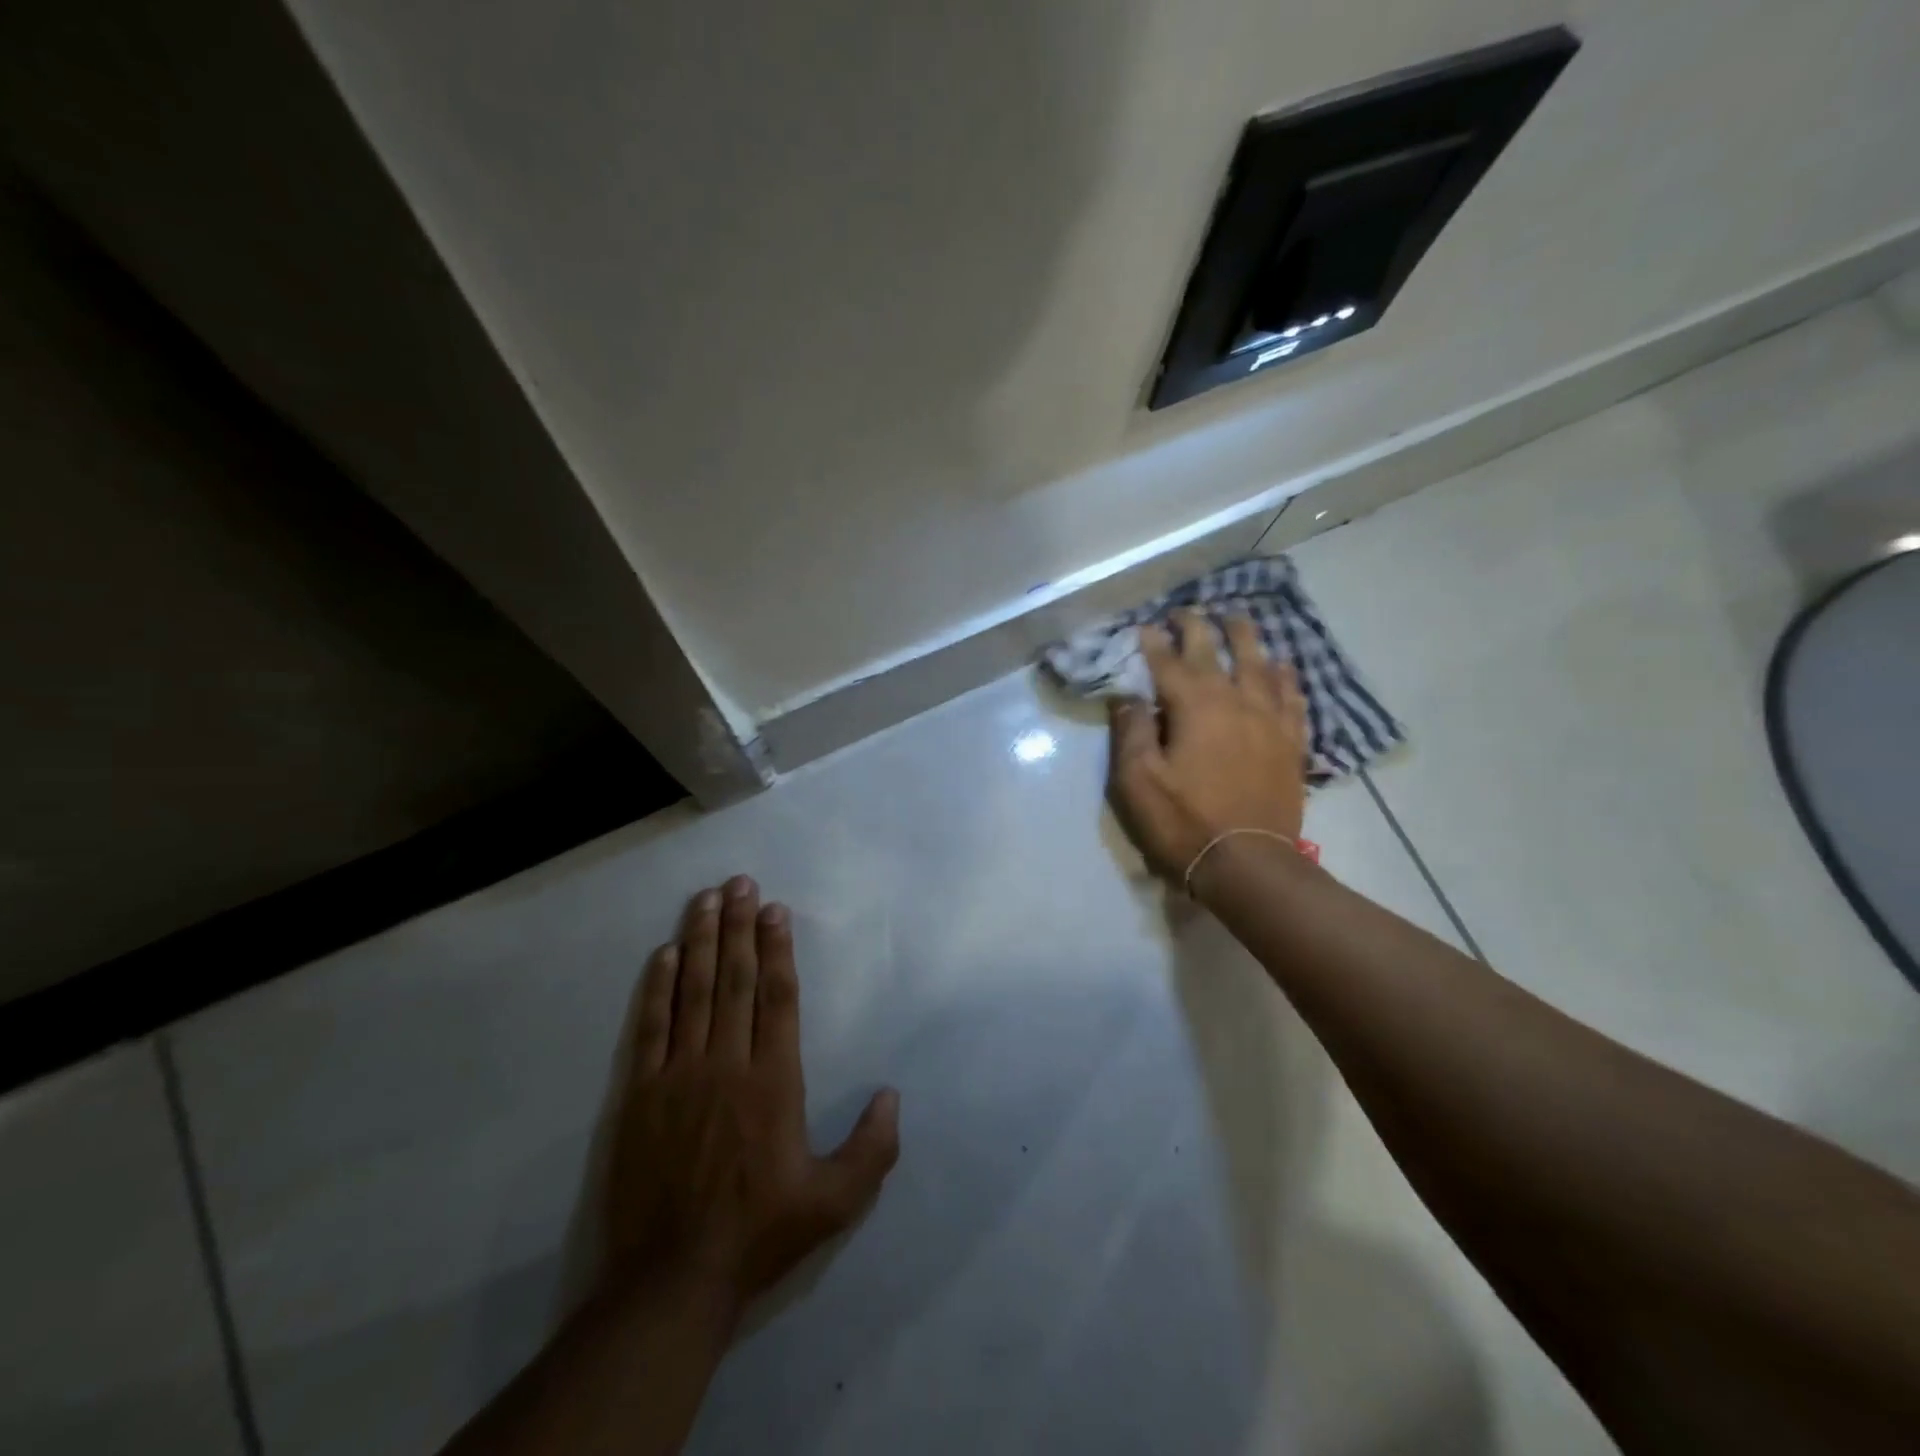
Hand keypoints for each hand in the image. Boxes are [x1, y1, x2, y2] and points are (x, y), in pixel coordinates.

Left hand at [605, 877, 899, 1319]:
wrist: (671, 1279)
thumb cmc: (759, 1233)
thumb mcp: (834, 1203)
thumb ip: (872, 1148)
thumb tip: (891, 1094)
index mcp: (774, 1081)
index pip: (778, 998)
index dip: (778, 948)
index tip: (775, 910)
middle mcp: (727, 1064)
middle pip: (736, 980)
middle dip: (739, 926)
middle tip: (740, 882)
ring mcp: (679, 1075)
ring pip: (694, 992)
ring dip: (701, 941)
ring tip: (706, 899)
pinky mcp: (641, 1094)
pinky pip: (652, 1026)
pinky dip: (659, 986)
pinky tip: (665, 954)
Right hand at [1105, 609, 1309, 882]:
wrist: (1248, 864)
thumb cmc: (1183, 822)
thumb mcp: (1138, 780)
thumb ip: (1131, 731)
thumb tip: (1128, 695)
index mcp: (1195, 705)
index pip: (1169, 660)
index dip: (1154, 641)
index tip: (1144, 625)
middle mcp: (1236, 700)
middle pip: (1217, 650)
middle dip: (1198, 626)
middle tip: (1186, 611)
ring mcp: (1269, 719)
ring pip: (1261, 663)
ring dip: (1246, 637)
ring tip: (1238, 619)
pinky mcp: (1290, 743)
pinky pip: (1292, 697)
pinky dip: (1286, 676)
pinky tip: (1283, 666)